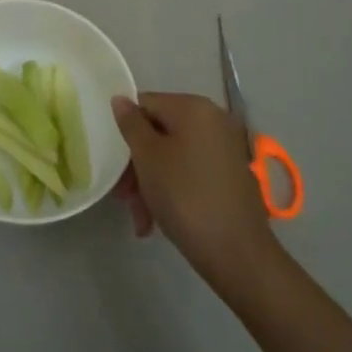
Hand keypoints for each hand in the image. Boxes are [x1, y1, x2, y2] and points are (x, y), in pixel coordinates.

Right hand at [113, 92, 277, 282]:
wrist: (238, 252)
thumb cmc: (185, 196)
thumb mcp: (148, 158)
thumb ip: (131, 124)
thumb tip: (120, 99)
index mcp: (193, 108)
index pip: (146, 104)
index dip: (125, 131)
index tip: (114, 164)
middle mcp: (213, 121)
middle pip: (159, 133)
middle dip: (137, 165)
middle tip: (124, 198)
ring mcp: (224, 149)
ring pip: (173, 156)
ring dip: (151, 184)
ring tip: (141, 219)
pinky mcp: (230, 176)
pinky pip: (191, 172)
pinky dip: (172, 190)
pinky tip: (157, 222)